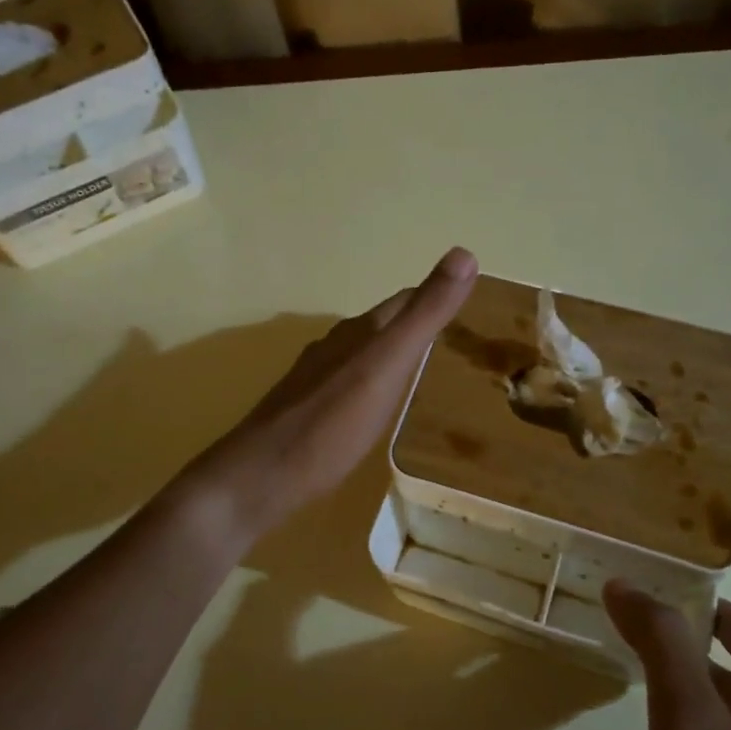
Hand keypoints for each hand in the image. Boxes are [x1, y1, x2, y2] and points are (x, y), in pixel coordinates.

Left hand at [184, 247, 478, 545]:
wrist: (261, 476)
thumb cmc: (331, 424)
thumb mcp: (387, 365)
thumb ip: (425, 315)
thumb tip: (465, 253)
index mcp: (359, 332)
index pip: (405, 300)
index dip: (436, 297)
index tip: (469, 304)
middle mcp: (335, 346)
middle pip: (383, 325)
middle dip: (416, 326)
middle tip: (454, 341)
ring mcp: (315, 377)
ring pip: (363, 353)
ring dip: (392, 355)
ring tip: (422, 372)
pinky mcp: (305, 407)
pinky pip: (348, 382)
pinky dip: (371, 383)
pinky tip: (375, 405)